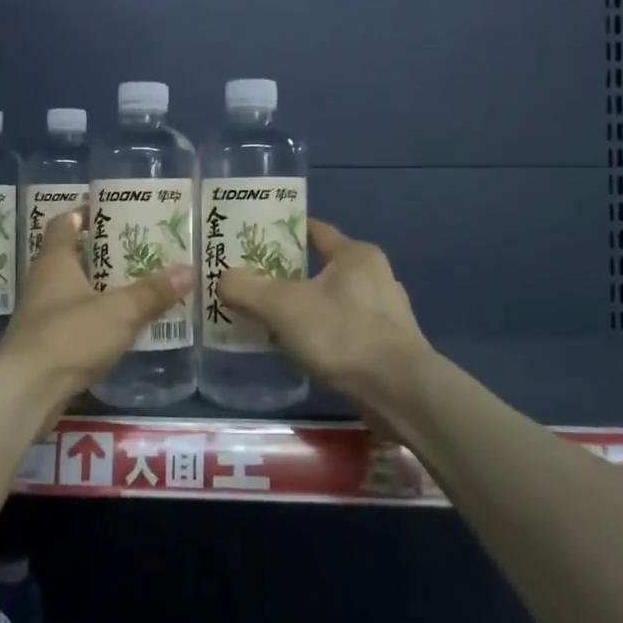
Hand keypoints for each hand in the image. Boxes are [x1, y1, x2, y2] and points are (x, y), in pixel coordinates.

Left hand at [0, 209, 192, 417]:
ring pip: (71, 291)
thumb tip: (188, 269)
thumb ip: (152, 292)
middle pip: (70, 257)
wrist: (26, 391)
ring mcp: (39, 316)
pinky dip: (93, 319)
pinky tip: (117, 327)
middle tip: (135, 249)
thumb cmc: (70, 337)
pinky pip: (72, 322)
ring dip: (97, 288)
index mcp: (55, 262)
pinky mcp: (43, 346)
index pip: (64, 224)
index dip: (83, 214)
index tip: (110, 210)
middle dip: (100, 253)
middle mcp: (42, 283)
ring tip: (134, 286)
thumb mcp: (119, 312)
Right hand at [218, 219, 434, 420]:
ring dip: (303, 307)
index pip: (314, 230)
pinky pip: (342, 328)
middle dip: (287, 274)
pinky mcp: (386, 345)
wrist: (399, 392)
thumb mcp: (283, 307)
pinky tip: (300, 347)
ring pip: (331, 300)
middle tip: (252, 282)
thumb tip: (223, 279)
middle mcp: (375, 276)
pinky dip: (319, 333)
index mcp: (356, 255)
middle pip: (320, 267)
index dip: (283, 231)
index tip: (253, 239)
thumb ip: (247, 289)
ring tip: (270, 318)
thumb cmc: (342, 334)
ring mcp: (385, 312)